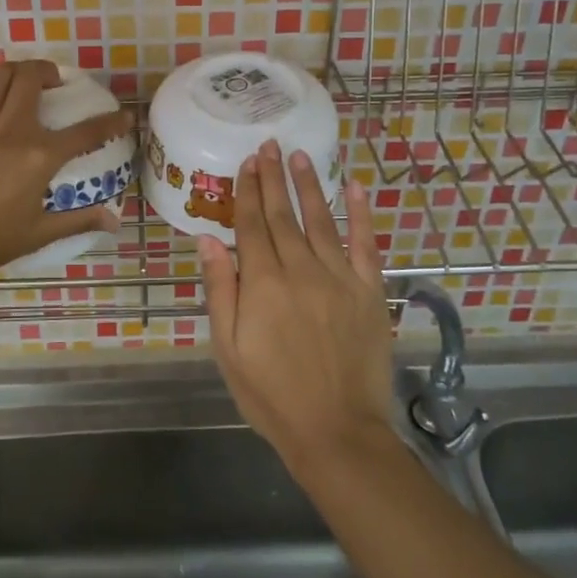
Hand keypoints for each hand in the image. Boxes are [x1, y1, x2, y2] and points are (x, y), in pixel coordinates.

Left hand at [0, 60, 131, 287]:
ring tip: (23, 81)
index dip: (111, 121)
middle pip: (32, 78)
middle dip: (49, 71)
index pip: (86, 132)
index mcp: (39, 157)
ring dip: (17, 71)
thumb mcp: (39, 233)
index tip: (125, 115)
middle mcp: (12, 129)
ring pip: (0, 75)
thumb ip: (79, 221)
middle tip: (54, 83)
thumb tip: (115, 221)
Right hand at [199, 140, 394, 474]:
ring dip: (310, 185)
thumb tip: (208, 239)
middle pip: (283, 215)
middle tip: (268, 145)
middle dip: (273, 178)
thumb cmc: (271, 394)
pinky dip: (362, 215)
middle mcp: (301, 270)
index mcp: (263, 283)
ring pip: (321, 220)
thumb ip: (220, 289)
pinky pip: (365, 245)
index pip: (251, 224)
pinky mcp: (368, 292)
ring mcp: (339, 278)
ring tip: (300, 156)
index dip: (247, 191)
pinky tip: (355, 188)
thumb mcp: (228, 348)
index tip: (246, 163)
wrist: (336, 431)